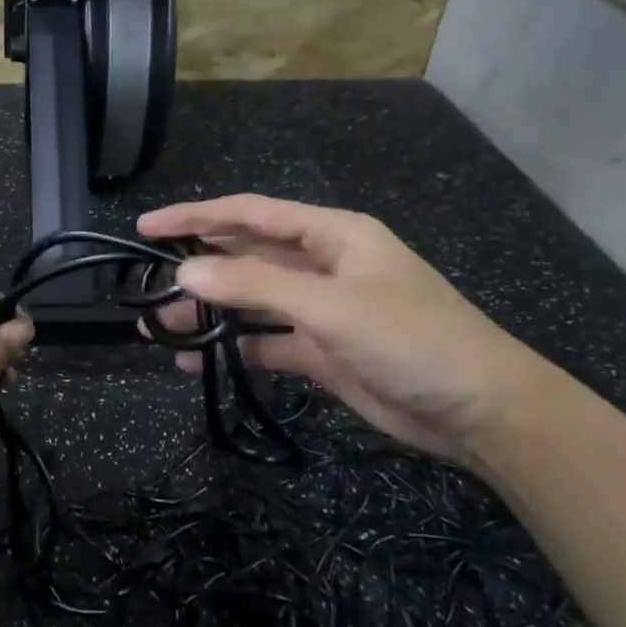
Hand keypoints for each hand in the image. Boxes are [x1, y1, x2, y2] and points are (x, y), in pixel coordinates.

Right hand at [139, 195, 556, 467]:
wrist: (480, 412)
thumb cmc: (412, 340)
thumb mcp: (331, 306)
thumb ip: (255, 287)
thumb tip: (184, 274)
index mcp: (332, 234)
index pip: (251, 214)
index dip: (197, 216)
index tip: (148, 228)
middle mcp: (323, 265)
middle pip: (247, 256)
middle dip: (198, 267)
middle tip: (144, 282)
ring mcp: (322, 309)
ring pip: (252, 301)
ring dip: (209, 313)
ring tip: (159, 328)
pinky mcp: (321, 350)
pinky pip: (265, 341)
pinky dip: (234, 349)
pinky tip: (195, 363)